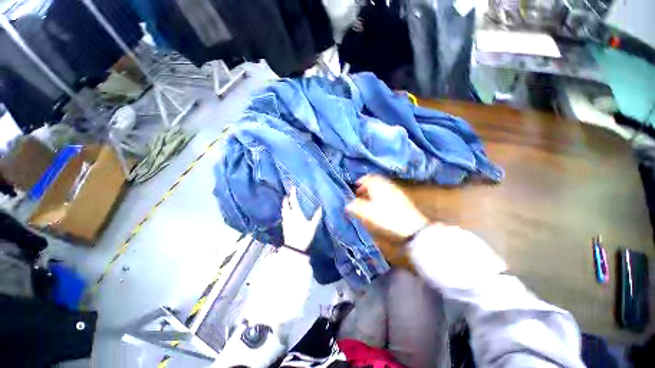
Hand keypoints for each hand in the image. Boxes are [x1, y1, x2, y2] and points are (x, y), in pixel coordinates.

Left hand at [281, 187, 322, 251]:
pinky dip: (285, 210)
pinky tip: (287, 212)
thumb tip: (321, 208)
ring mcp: (285, 220)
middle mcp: (289, 215)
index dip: (293, 194)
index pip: (293, 201)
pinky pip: (283, 214)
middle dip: (287, 198)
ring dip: (285, 204)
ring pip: (283, 209)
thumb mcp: (312, 226)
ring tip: (287, 201)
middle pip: (286, 204)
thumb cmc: (304, 235)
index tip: (293, 187)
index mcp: (296, 213)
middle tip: (289, 194)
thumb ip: (316, 217)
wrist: (294, 247)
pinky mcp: (284, 225)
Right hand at [346, 175, 428, 239]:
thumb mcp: (368, 213)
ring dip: (374, 191)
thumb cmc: (387, 218)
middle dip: (366, 187)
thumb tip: (348, 205)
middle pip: (375, 181)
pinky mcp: (402, 199)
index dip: (360, 181)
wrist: (412, 228)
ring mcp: (396, 191)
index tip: (355, 187)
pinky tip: (379, 205)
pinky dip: (381, 196)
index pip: (368, 177)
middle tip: (360, 194)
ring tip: (368, 200)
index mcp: (378, 186)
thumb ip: (356, 207)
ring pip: (382, 187)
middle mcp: (388, 185)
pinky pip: (388, 193)